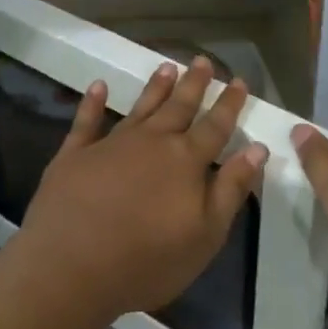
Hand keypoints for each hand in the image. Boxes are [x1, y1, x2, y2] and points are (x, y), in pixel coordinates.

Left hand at [17, 59, 266, 319]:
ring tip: (167, 66)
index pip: (215, 126)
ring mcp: (111, 144)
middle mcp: (152, 142)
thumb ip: (231, 189)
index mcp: (185, 161)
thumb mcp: (205, 235)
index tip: (239, 80)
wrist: (70, 268)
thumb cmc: (146, 261)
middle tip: (203, 60)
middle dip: (194, 84)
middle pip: (179, 106)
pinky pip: (86, 121)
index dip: (229, 103)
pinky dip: (93, 102)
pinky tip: (98, 86)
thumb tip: (257, 148)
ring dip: (155, 87)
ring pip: (140, 107)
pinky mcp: (75, 155)